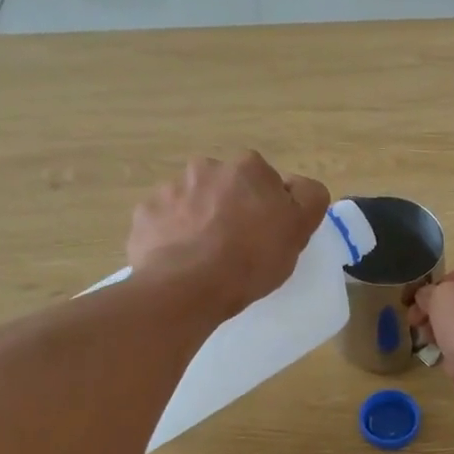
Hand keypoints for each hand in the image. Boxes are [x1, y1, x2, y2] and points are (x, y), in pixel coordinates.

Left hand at [127, 153, 329, 319]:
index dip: (269, 208)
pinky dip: (172, 237)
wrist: (188, 287)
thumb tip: (297, 185)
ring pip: (193, 203)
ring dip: (199, 221)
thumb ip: (308, 198)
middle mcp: (206, 167)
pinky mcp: (145, 215)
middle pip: (226, 188)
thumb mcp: (299, 229)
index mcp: (247, 167)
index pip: (266, 182)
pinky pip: (164, 223)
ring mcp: (170, 189)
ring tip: (205, 259)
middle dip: (230, 208)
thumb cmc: (251, 258)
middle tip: (237, 247)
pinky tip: (180, 262)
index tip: (268, 235)